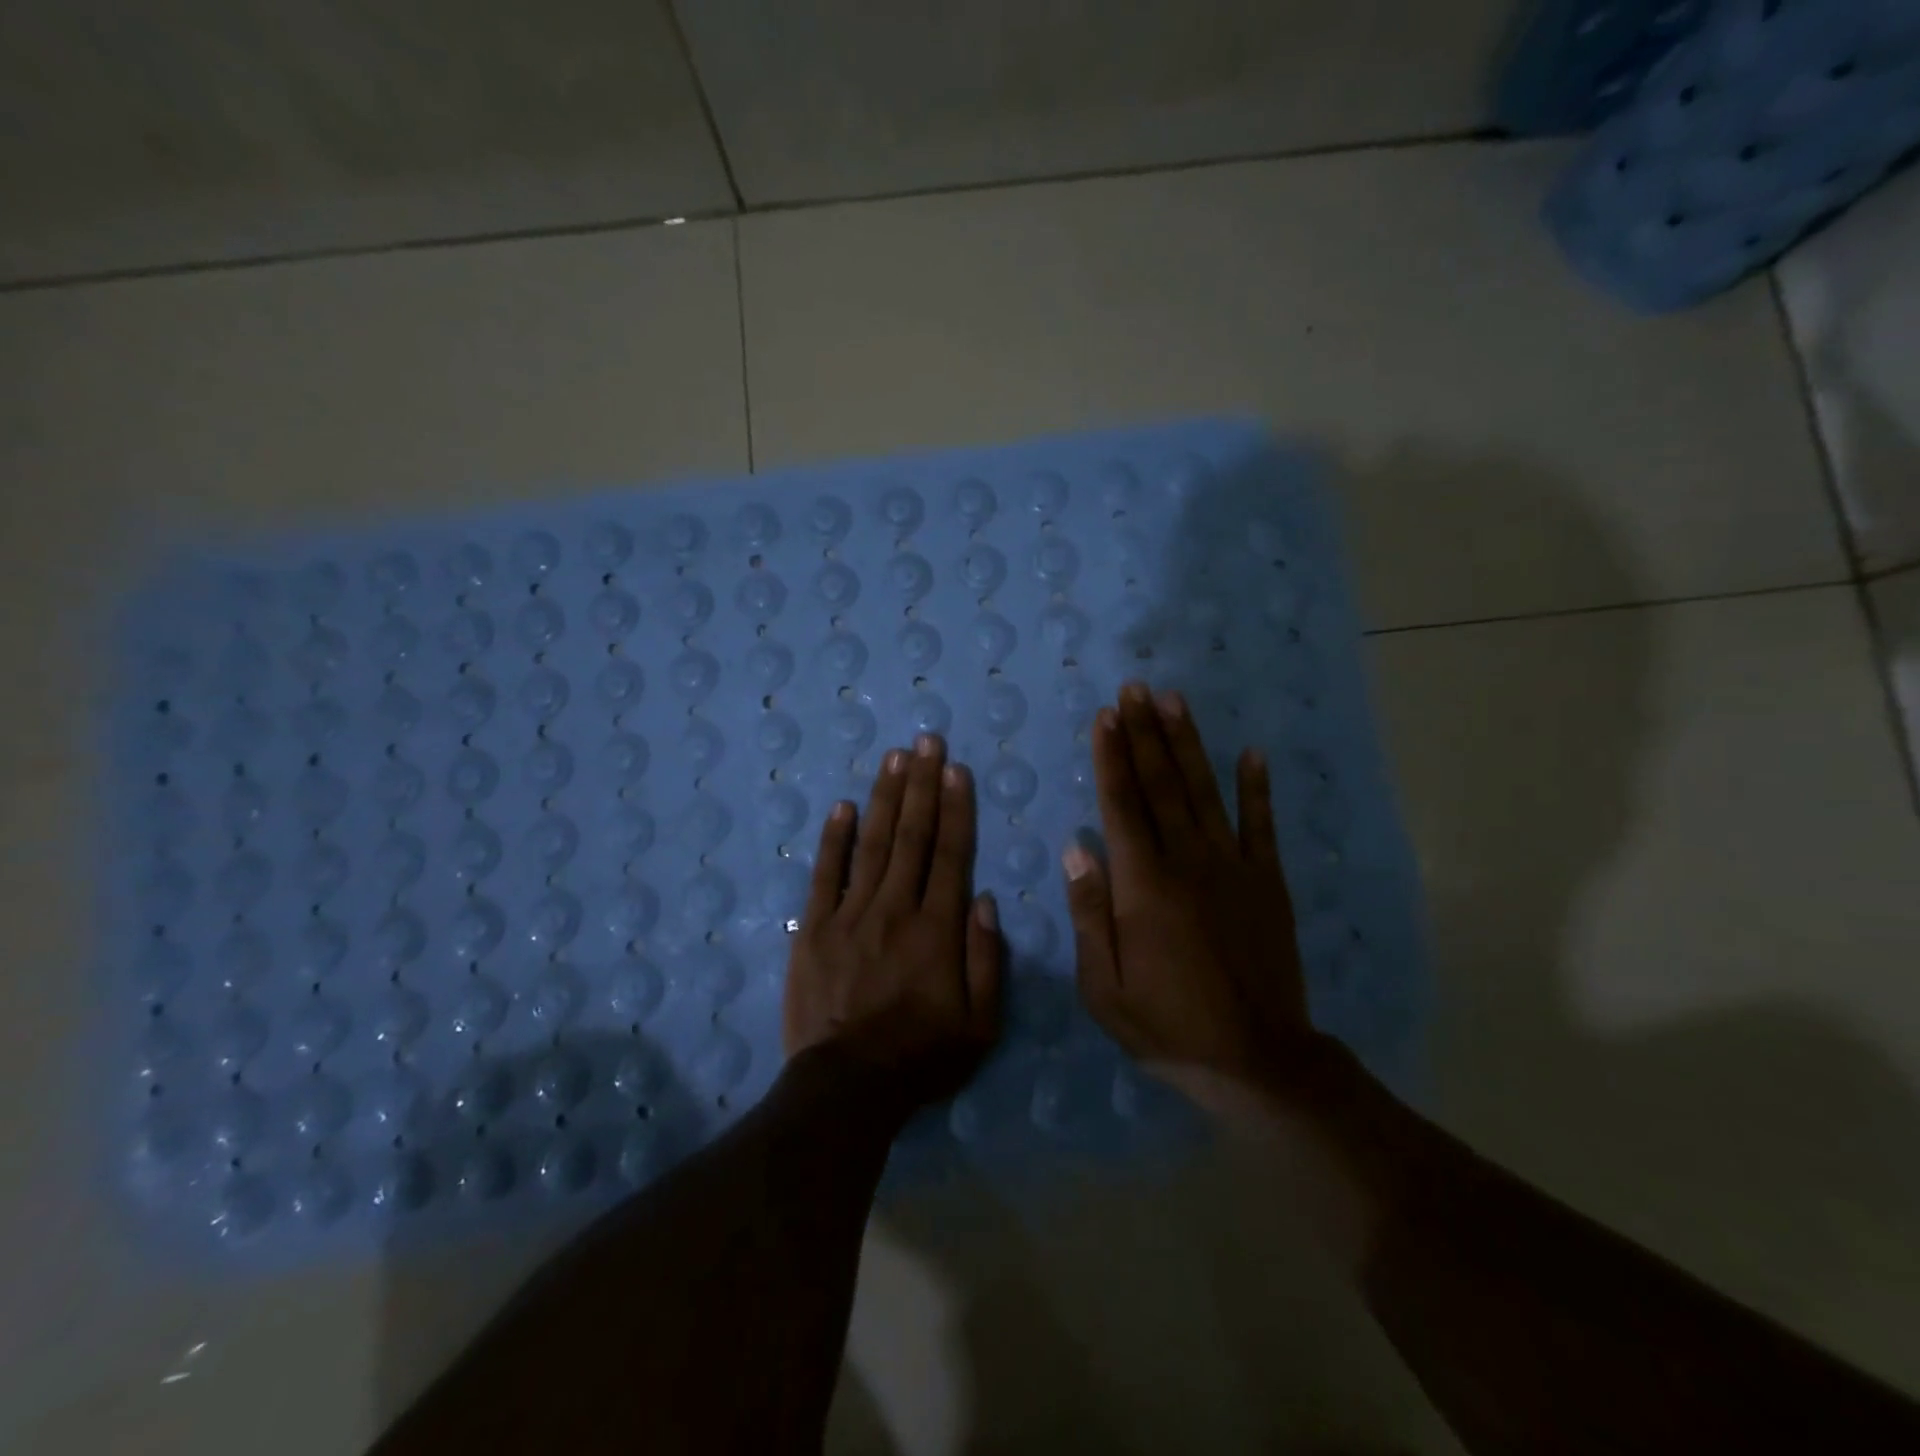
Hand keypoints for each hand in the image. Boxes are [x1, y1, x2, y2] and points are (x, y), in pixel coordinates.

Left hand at [785, 734, 1002, 1109]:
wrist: (846, 1088)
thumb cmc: (921, 1057)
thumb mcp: (980, 1025)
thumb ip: (987, 959)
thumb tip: (983, 898)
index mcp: (937, 929)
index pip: (950, 854)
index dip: (955, 808)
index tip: (957, 770)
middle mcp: (895, 909)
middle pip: (911, 836)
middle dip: (922, 785)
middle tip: (926, 741)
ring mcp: (849, 915)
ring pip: (872, 844)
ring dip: (885, 797)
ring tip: (894, 758)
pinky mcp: (813, 929)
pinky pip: (825, 874)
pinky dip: (834, 839)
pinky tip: (843, 806)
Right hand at [1066, 683, 1328, 1100]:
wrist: (1257, 1060)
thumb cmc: (1168, 1025)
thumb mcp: (1104, 987)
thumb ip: (1090, 914)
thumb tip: (1077, 849)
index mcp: (1143, 886)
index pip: (1121, 806)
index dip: (1111, 757)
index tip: (1105, 717)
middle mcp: (1188, 862)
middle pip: (1161, 785)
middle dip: (1145, 734)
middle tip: (1134, 689)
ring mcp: (1233, 868)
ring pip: (1205, 793)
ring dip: (1188, 744)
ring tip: (1174, 701)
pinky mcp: (1268, 883)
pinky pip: (1262, 826)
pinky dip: (1257, 788)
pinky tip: (1252, 753)